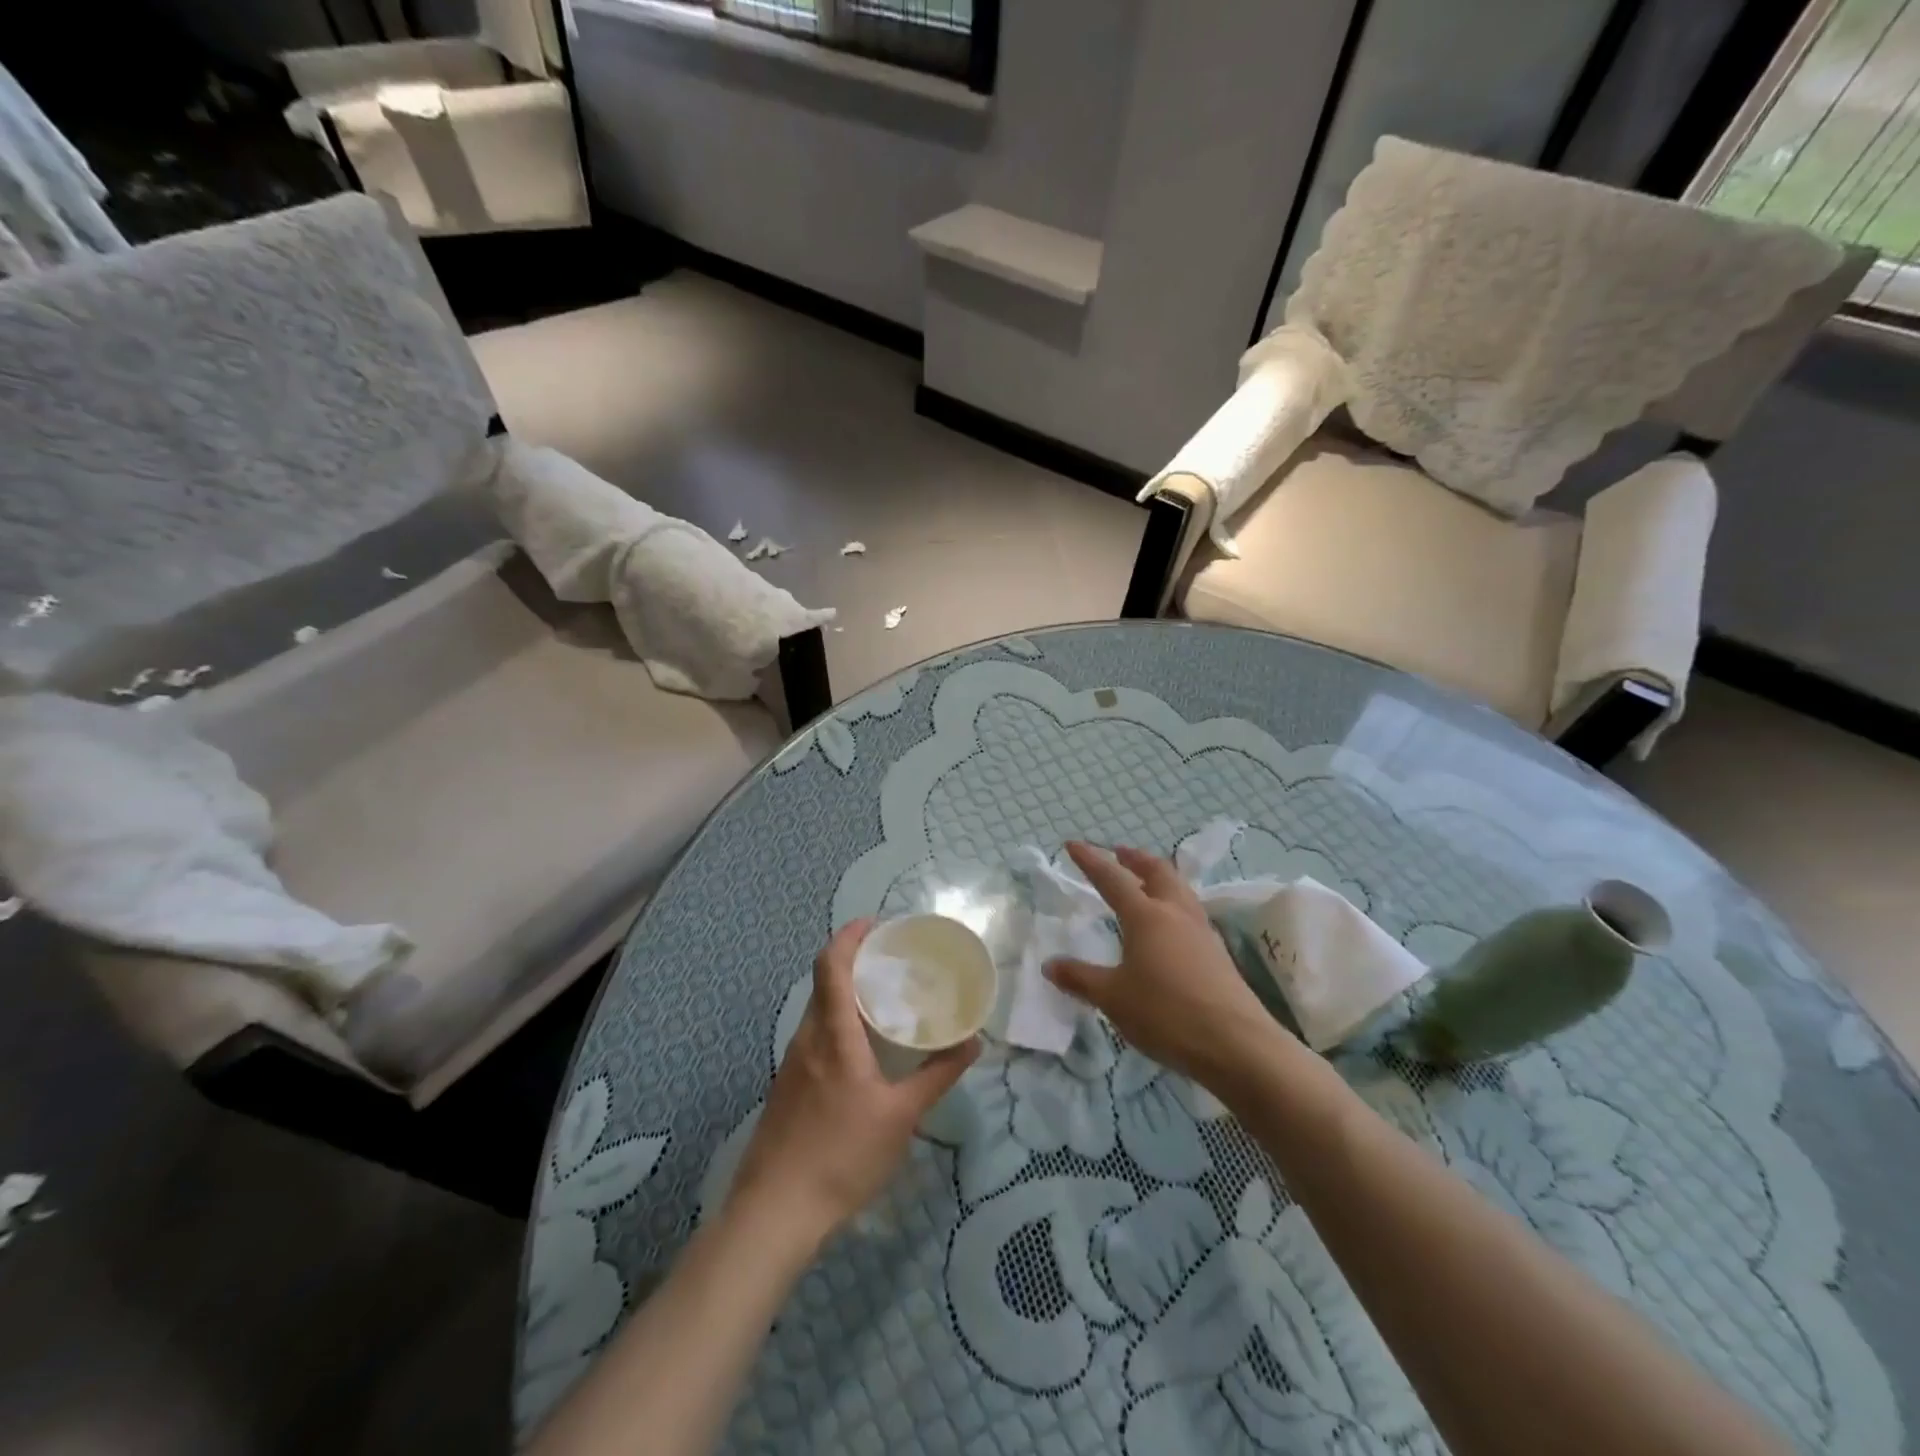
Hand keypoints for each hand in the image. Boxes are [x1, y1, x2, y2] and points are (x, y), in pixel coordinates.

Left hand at [726, 919, 979, 1248]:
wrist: (774, 1213)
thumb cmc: (841, 1157)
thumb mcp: (901, 1117)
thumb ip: (937, 1076)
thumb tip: (973, 1042)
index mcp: (832, 1035)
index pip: (830, 965)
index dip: (849, 935)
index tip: (877, 923)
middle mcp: (807, 1038)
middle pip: (824, 981)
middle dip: (855, 960)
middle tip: (895, 959)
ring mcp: (793, 1063)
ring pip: (819, 1009)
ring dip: (846, 992)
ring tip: (885, 998)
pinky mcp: (788, 1086)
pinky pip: (815, 1035)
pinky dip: (838, 1021)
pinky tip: (863, 1048)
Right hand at [1046, 842, 1281, 1089]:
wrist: (1236, 1044)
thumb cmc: (1166, 1013)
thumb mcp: (1113, 998)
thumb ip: (1081, 978)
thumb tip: (1050, 965)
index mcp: (1146, 915)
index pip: (1112, 878)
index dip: (1091, 860)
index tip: (1073, 844)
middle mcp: (1175, 913)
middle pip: (1157, 871)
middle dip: (1135, 858)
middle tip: (1118, 854)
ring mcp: (1201, 931)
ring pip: (1179, 888)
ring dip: (1158, 877)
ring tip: (1144, 882)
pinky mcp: (1217, 952)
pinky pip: (1190, 912)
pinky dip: (1173, 903)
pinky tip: (1169, 924)